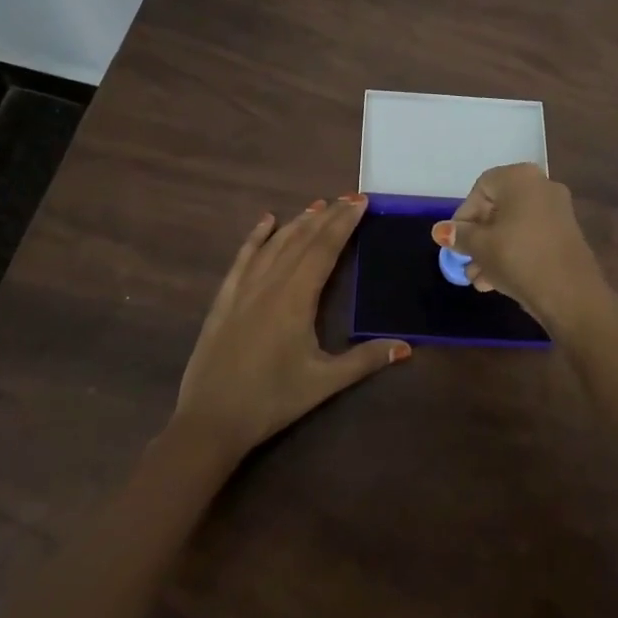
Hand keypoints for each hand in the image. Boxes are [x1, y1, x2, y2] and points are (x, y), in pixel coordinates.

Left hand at [174, 195, 409, 456]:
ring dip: (298, 222)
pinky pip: (243, 258)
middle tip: (349, 197)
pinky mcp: (225, 299)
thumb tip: (406, 347)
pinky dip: (256, 237)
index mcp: (296, 298)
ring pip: (275, 244)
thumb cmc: (271, 400)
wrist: (210, 420)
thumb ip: (365, 361)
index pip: (324, 249)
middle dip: (328, 217)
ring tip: (318, 204)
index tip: (361, 202)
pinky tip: (266, 221)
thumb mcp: (323, 382)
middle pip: (302, 240)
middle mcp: (270, 283)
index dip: (344, 224)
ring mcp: (243, 289)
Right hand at [430, 164, 605, 325]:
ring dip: (492, 251)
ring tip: (478, 280)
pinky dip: (512, 253)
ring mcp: (557, 211)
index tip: (455, 242)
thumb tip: (441, 230)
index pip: (481, 189)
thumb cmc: (518, 258)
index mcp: (520, 178)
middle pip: (497, 208)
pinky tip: (496, 282)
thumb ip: (459, 235)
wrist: (571, 295)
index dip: (463, 216)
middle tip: (465, 263)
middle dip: (477, 238)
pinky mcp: (565, 235)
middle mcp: (541, 186)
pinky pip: (530, 237)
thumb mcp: (480, 246)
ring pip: (513, 226)